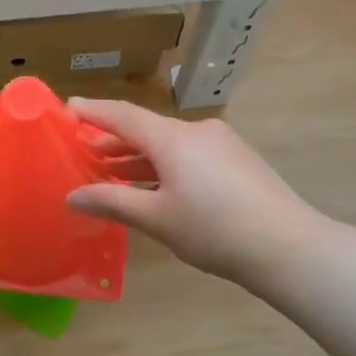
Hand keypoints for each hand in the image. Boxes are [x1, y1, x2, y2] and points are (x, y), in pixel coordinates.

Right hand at [65, 100, 317, 284]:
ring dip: (138, 157)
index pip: (123, 115)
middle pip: (146, 129)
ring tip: (110, 173)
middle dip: (113, 141)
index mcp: (173, 138)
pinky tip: (153, 187)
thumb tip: (72, 197)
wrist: (288, 246)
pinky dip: (164, 165)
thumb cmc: (214, 230)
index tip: (67, 109)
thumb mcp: (157, 219)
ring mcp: (221, 144)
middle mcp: (196, 131)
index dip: (93, 112)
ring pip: (169, 144)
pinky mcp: (238, 161)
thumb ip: (112, 202)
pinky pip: (189, 155)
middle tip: (82, 153)